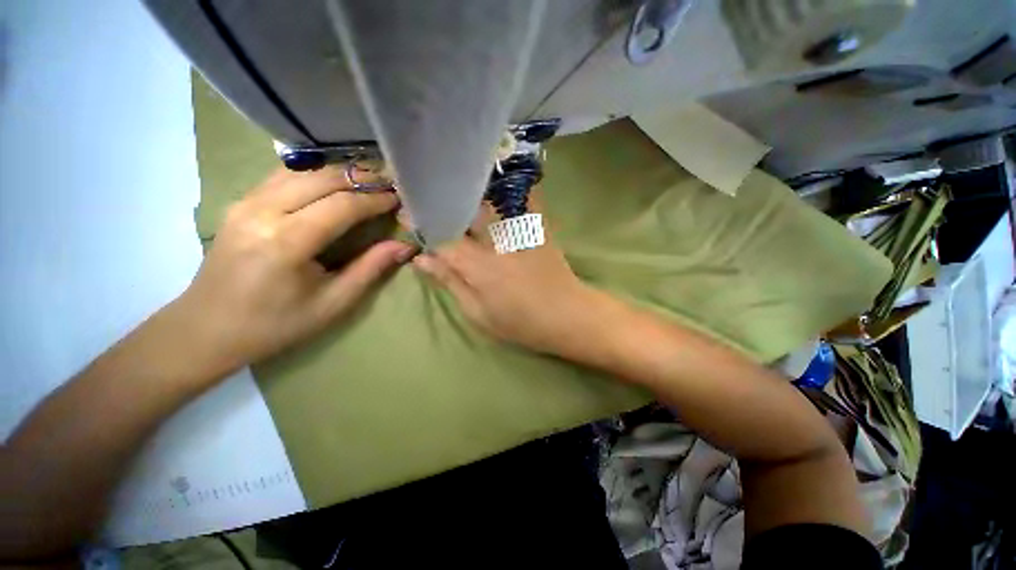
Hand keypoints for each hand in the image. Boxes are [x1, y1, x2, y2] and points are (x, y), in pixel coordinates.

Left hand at [176, 166, 414, 372]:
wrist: (206, 329)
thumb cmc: (276, 324)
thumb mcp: (333, 303)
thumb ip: (371, 268)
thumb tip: (405, 246)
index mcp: (287, 242)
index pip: (342, 205)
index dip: (375, 199)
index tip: (400, 198)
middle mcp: (262, 211)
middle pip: (322, 178)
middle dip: (361, 178)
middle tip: (389, 185)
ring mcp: (245, 203)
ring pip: (302, 171)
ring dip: (340, 173)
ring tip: (367, 183)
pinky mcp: (239, 203)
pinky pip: (283, 176)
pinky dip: (315, 175)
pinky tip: (332, 185)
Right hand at [412, 204, 612, 358]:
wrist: (567, 315)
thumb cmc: (521, 322)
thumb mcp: (479, 313)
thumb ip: (451, 283)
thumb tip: (422, 260)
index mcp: (478, 266)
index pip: (442, 238)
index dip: (422, 226)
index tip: (408, 217)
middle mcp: (496, 241)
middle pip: (463, 211)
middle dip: (443, 202)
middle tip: (429, 198)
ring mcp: (519, 230)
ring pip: (488, 200)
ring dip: (468, 192)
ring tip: (453, 187)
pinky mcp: (538, 226)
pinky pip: (521, 197)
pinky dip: (505, 188)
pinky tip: (493, 184)